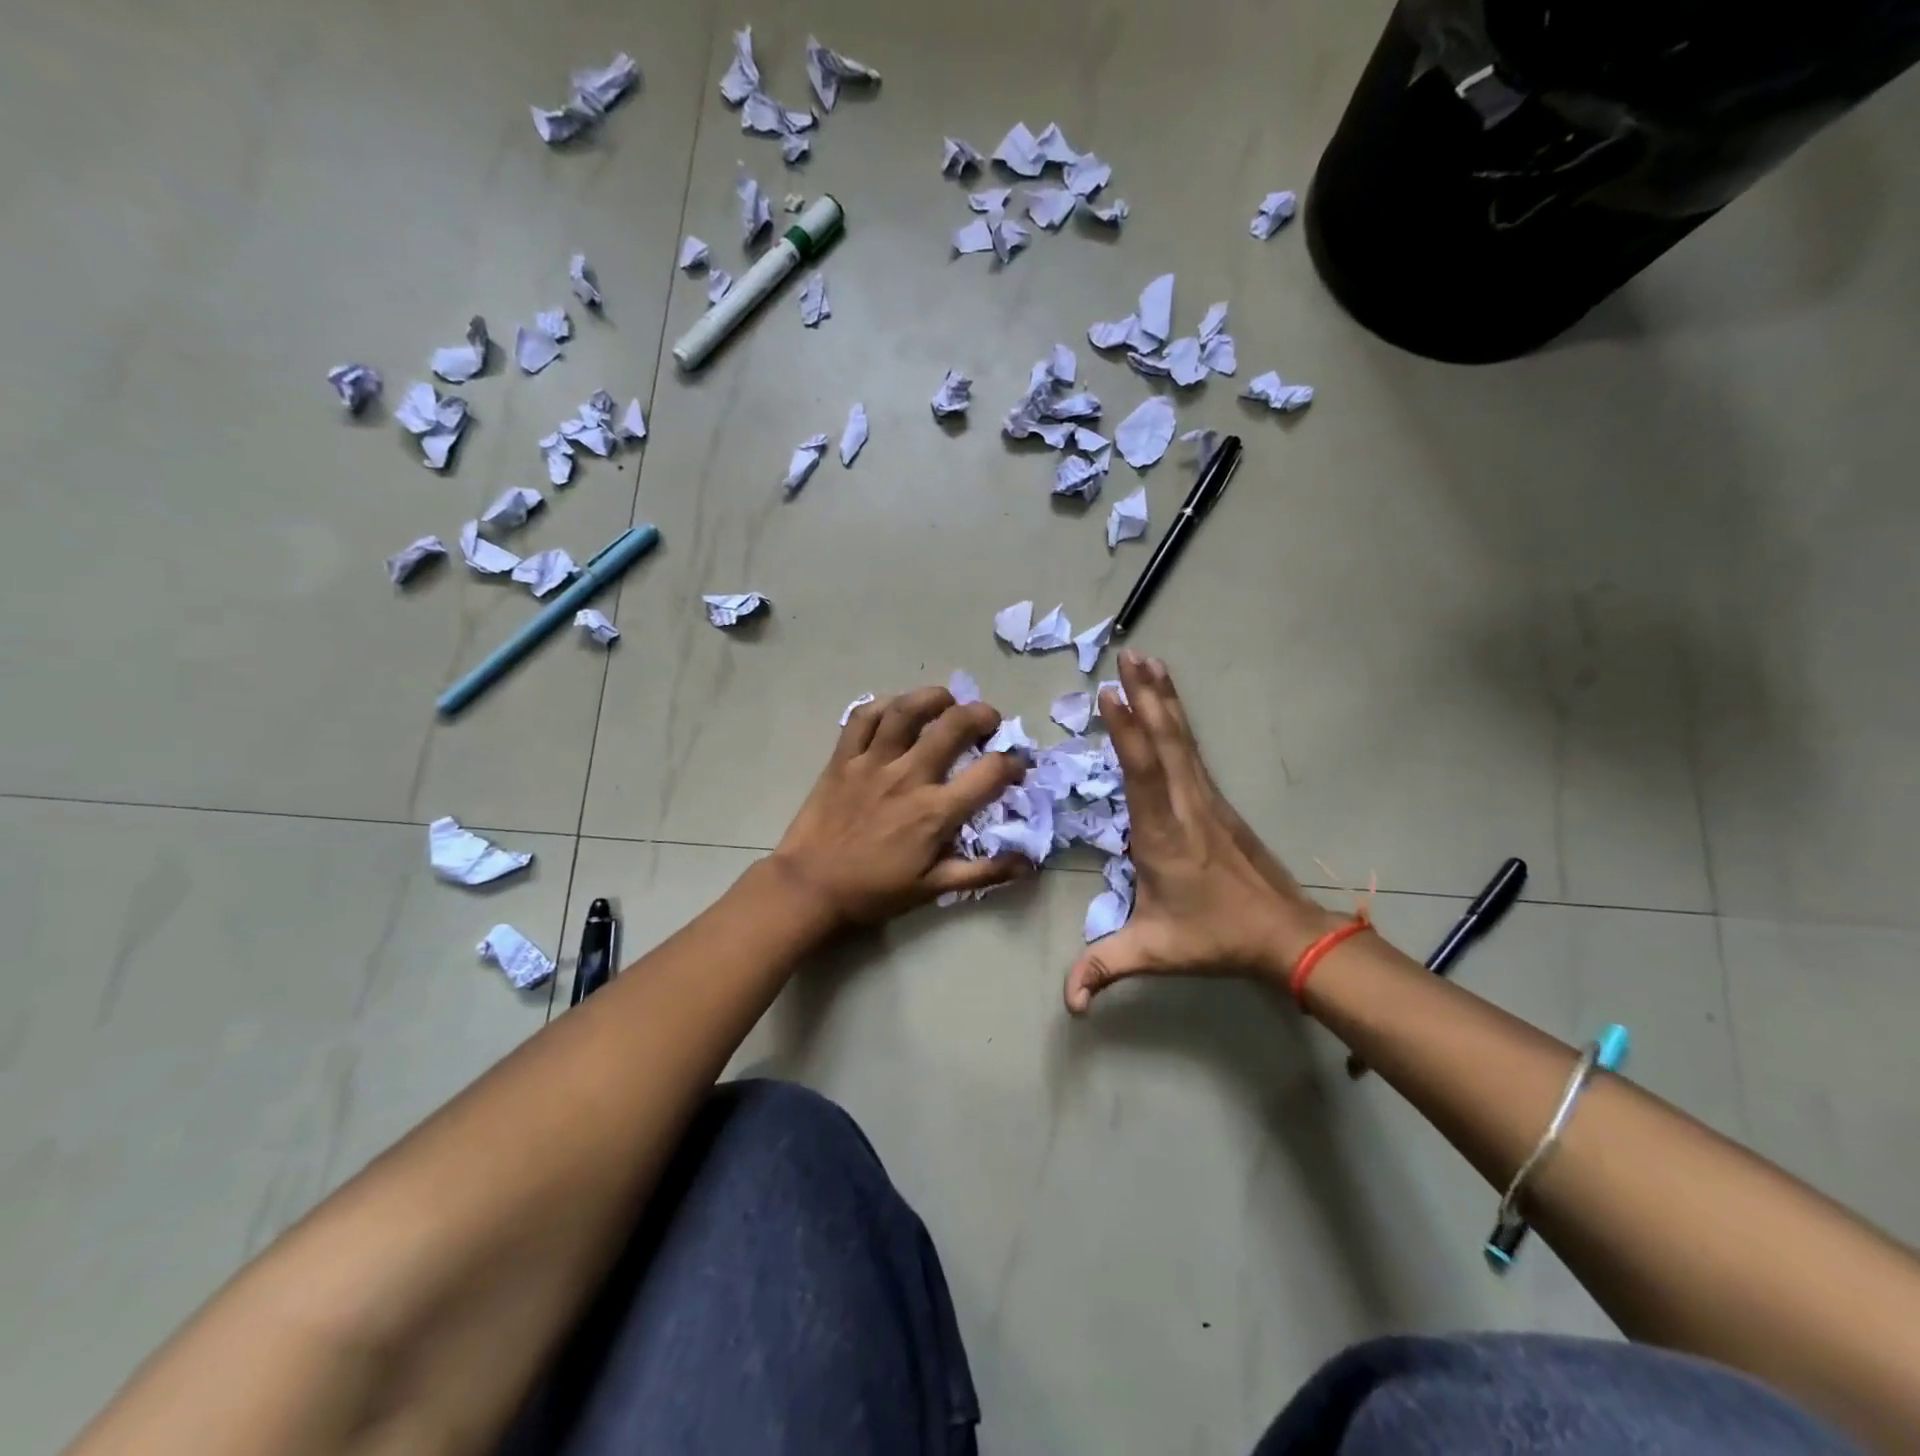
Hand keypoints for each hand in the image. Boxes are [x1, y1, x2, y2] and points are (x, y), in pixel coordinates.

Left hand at [770, 686, 1032, 929]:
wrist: (810, 887)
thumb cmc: (874, 890)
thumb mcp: (933, 888)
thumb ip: (983, 873)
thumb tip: (1028, 862)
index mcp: (935, 812)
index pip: (990, 773)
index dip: (1013, 764)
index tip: (1016, 767)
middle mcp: (908, 778)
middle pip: (953, 726)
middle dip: (981, 715)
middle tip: (988, 721)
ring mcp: (872, 763)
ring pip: (906, 711)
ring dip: (934, 698)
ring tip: (947, 701)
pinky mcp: (842, 758)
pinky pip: (863, 718)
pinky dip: (883, 705)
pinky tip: (896, 709)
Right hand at [1065, 652, 1342, 1012]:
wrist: (1286, 934)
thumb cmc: (1215, 937)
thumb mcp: (1155, 951)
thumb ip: (1106, 967)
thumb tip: (1069, 1004)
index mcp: (1164, 834)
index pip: (1144, 774)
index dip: (1128, 733)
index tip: (1111, 695)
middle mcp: (1185, 805)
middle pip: (1166, 741)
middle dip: (1147, 695)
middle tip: (1129, 655)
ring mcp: (1205, 798)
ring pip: (1181, 738)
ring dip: (1164, 698)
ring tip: (1147, 660)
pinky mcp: (1215, 799)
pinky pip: (1191, 749)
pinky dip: (1176, 718)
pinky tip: (1169, 704)